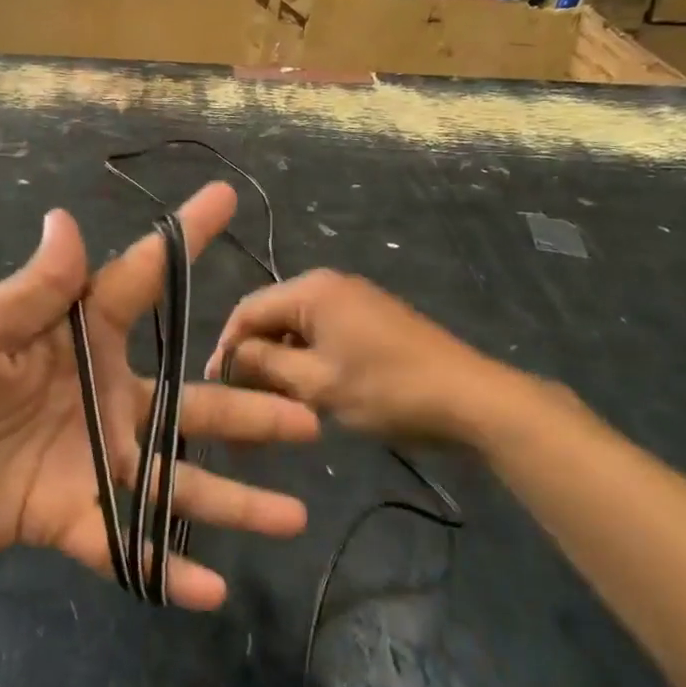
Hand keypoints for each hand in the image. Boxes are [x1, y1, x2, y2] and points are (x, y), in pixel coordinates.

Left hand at [0, 183, 318, 609]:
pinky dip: (165, 567)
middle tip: (308, 417)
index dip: (185, 239)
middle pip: (188, 402)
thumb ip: (34, 288)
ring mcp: (92, 459)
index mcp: (80, 339)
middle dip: (247, 409)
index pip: (141, 279)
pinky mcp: (70, 514)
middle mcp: (103, 397)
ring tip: (291, 517)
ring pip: (175, 479)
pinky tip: (211, 590)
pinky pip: (126, 543)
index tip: (226, 199)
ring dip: (231, 500)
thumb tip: (67, 218)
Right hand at [208, 270, 545, 449]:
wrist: (471, 400)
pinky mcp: (371, 321)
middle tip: (240, 400)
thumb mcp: (317, 383)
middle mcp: (329, 285)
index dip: (227, 346)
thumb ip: (265, 365)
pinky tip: (306, 392)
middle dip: (253, 356)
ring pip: (296, 329)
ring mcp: (354, 301)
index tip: (214, 386)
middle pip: (271, 317)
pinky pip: (322, 335)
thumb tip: (231, 355)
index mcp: (312, 290)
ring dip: (280, 362)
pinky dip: (307, 361)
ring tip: (271, 401)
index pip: (248, 310)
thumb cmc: (388, 390)